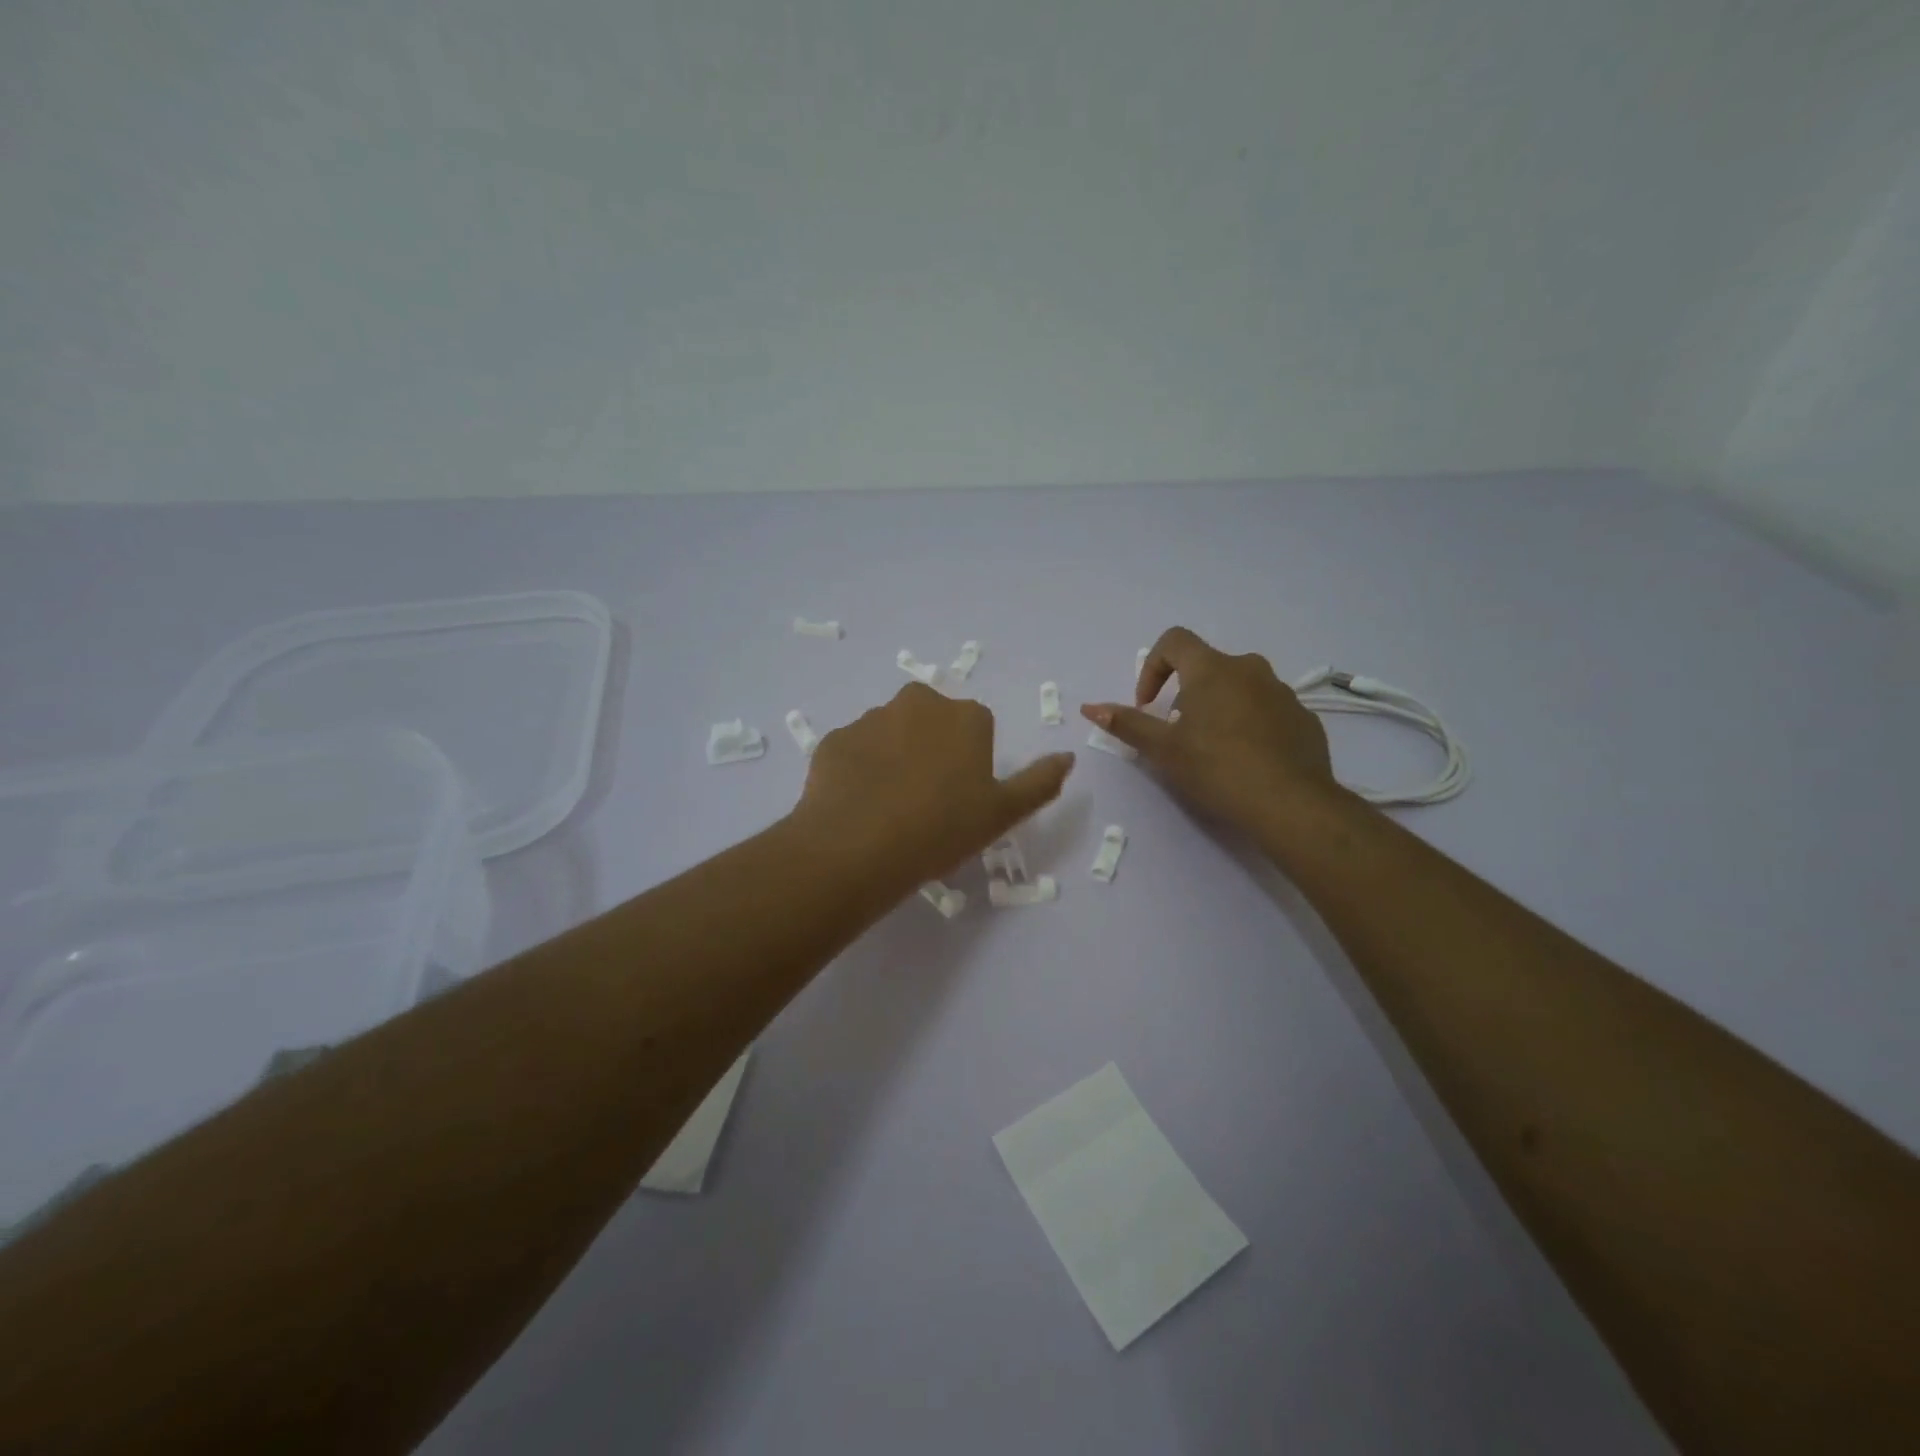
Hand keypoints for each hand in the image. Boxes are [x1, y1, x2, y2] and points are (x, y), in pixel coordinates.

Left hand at [791, 683, 1074, 891]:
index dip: (971, 762)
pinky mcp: (834, 740)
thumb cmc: (943, 828)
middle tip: (927, 800)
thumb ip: (1040, 781)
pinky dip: (859, 771)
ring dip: (894, 758)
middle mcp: (918, 703)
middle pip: (931, 722)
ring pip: (890, 734)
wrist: (859, 846)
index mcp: (964, 716)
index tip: (962, 798)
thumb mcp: (1004, 813)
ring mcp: (870, 718)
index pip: (976, 727)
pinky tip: (859, 806)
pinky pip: (855, 752)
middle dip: (931, 749)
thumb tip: (1066, 756)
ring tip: (890, 808)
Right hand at [1081, 626, 1337, 832]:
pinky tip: (1247, 760)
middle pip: (1207, 666)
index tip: (1148, 704)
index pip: (1174, 641)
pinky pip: (1266, 709)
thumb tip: (1090, 707)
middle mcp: (1250, 669)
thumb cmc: (1217, 769)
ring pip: (1239, 687)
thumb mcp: (1163, 749)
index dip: (1152, 667)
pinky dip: (1249, 724)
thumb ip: (1127, 724)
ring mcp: (1282, 692)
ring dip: (1218, 707)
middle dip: (1185, 693)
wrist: (1291, 804)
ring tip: (1213, 749)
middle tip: (1178, 733)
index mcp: (1212, 669)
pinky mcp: (1304, 718)